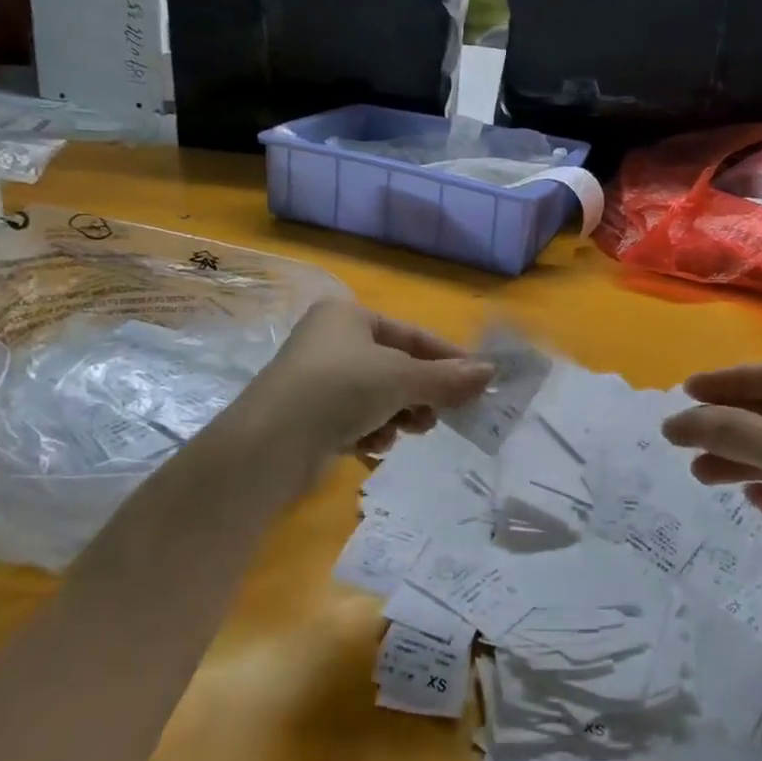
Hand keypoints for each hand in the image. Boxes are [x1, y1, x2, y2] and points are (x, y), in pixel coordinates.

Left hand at [239, 299, 494, 470]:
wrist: (271, 443)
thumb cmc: (340, 388)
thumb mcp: (400, 378)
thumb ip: (446, 378)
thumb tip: (490, 373)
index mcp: (348, 315)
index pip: (412, 334)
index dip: (448, 359)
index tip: (478, 382)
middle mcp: (331, 340)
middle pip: (396, 367)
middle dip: (419, 394)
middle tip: (436, 417)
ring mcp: (318, 378)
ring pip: (378, 396)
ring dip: (397, 416)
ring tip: (404, 432)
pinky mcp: (310, 415)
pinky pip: (355, 418)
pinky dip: (370, 431)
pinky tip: (371, 445)